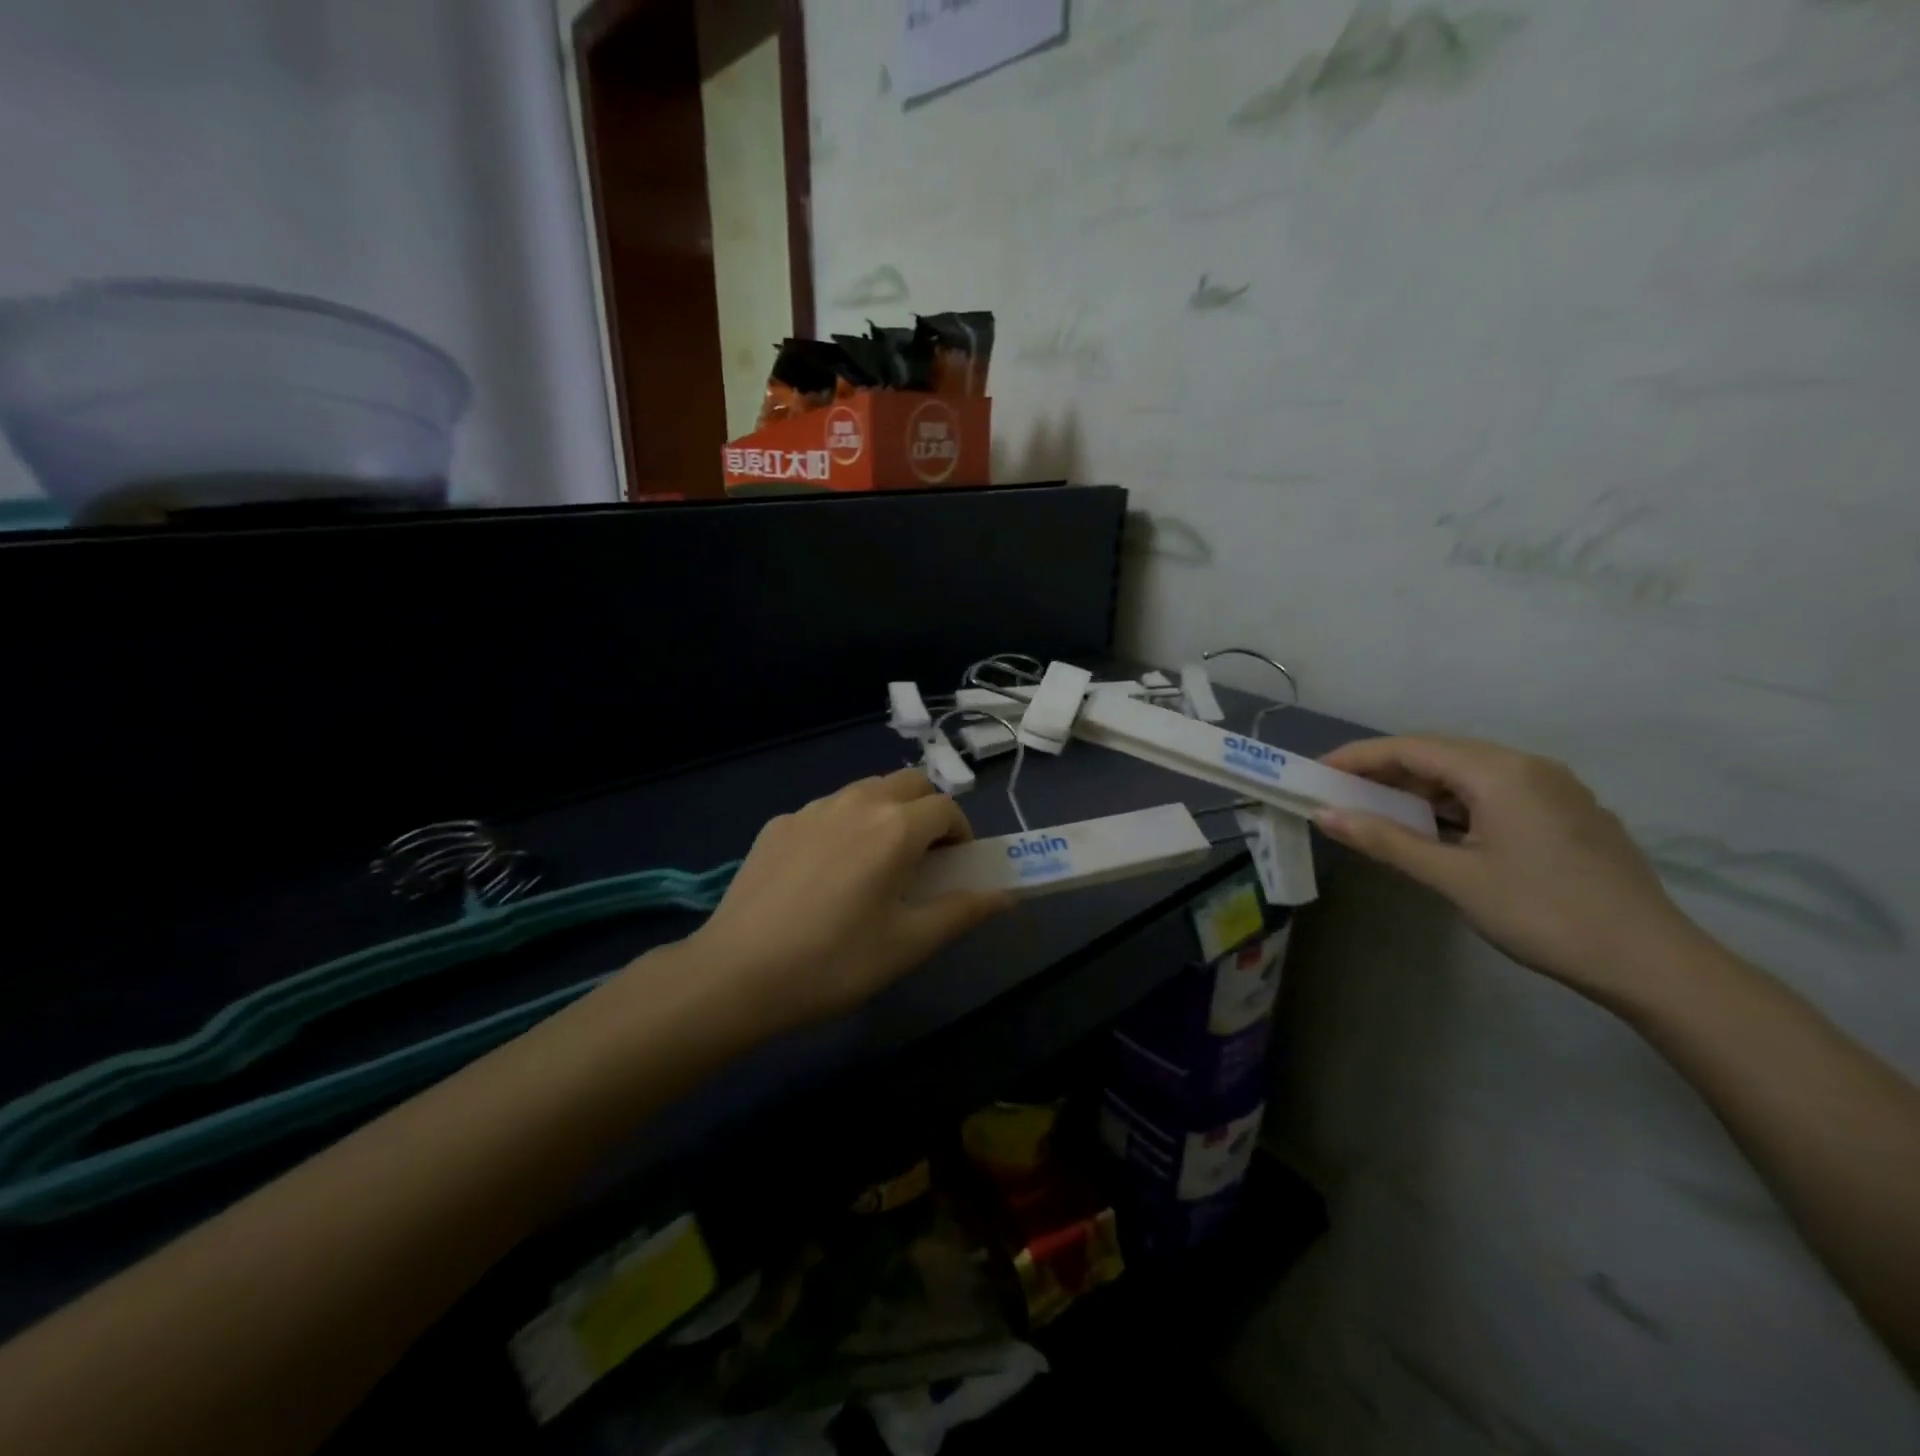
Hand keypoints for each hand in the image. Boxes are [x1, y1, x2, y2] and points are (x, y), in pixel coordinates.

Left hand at [686, 768, 1012, 1028]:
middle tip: (922, 857)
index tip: (956, 866)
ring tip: (874, 862)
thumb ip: (962, 911)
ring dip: (886, 812)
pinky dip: (843, 826)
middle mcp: (856, 802)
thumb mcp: (908, 944)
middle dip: (927, 810)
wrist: (736, 974)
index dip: (961, 833)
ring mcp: (811, 809)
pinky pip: (826, 811)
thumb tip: (1006, 896)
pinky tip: (824, 873)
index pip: (947, 808)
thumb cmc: (835, 962)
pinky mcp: (777, 824)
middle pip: (908, 783)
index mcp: (895, 827)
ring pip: (865, 791)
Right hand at [1314, 735, 1705, 1002]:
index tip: (1315, 771)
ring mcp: (1553, 789)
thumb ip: (1386, 840)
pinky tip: (1435, 829)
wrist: (1651, 963)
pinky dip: (1453, 803)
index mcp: (1500, 772)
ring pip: (1468, 774)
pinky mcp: (1566, 814)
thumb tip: (1325, 815)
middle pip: (1439, 754)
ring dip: (1419, 788)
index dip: (1357, 756)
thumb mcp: (1454, 877)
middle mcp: (1528, 767)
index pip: (1411, 747)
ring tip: (1378, 810)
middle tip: (1340, 791)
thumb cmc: (1543, 913)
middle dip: (1384, 770)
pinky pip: (1494, 792)